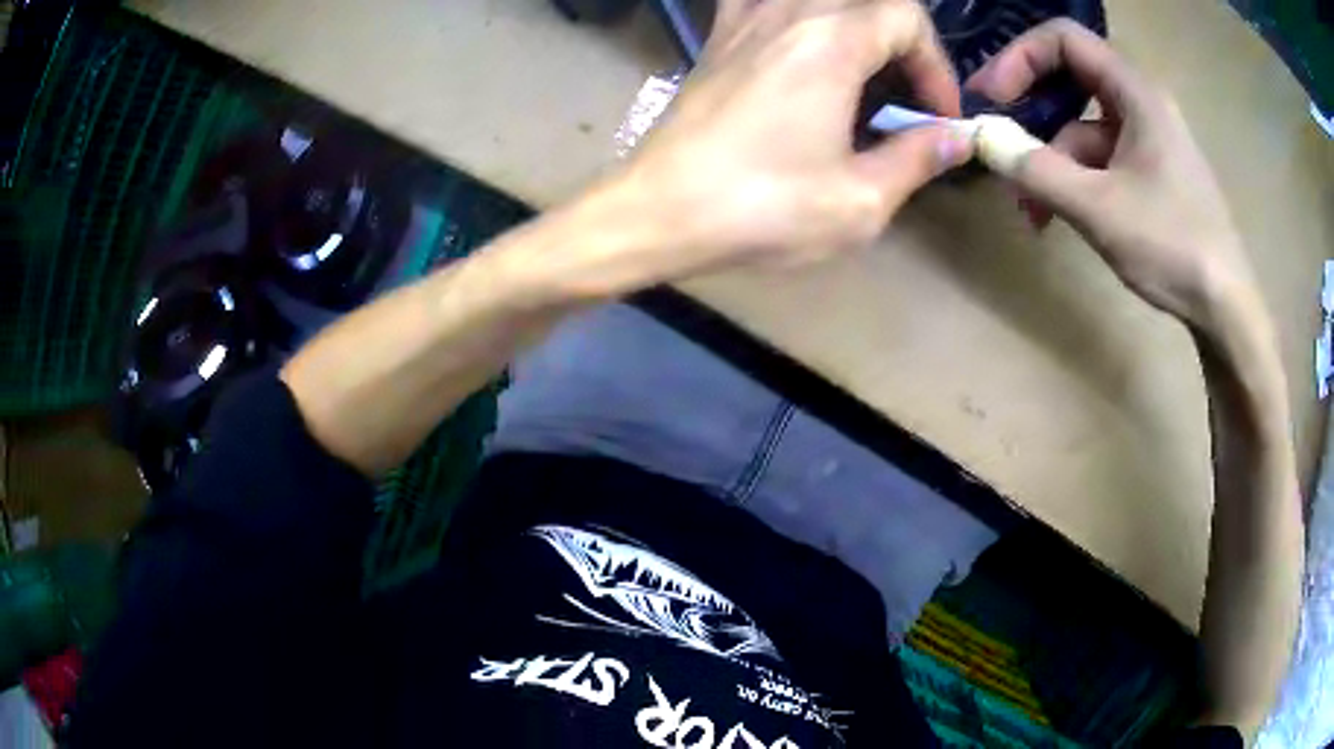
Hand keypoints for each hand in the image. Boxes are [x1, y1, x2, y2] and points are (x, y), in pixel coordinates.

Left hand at [602, 0, 974, 281]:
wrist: (657, 211)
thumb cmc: (759, 209)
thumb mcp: (858, 201)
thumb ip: (917, 158)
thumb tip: (957, 138)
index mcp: (830, 41)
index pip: (907, 18)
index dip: (936, 65)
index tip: (938, 116)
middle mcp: (787, 12)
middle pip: (868, 2)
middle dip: (904, 45)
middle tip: (908, 97)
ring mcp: (745, 18)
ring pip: (822, 0)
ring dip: (856, 28)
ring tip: (865, 77)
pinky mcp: (719, 36)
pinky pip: (768, 5)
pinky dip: (800, 19)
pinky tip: (804, 52)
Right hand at [966, 20, 1258, 329]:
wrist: (1225, 306)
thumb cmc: (1172, 246)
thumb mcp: (1098, 209)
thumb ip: (1036, 171)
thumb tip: (982, 141)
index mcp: (1135, 92)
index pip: (1065, 39)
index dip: (1020, 57)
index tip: (991, 96)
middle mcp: (1142, 103)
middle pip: (1072, 80)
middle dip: (1032, 111)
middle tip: (1000, 140)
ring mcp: (1149, 139)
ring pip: (1085, 128)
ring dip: (1053, 160)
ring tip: (1033, 211)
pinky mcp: (1153, 171)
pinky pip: (1103, 158)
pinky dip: (1077, 180)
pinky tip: (1062, 216)